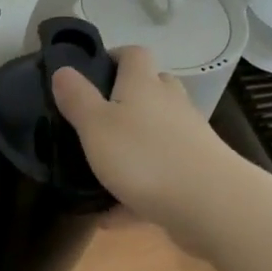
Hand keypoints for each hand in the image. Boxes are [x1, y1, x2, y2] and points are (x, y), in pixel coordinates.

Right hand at [51, 45, 237, 237]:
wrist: (208, 203)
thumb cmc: (143, 157)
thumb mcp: (96, 126)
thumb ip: (77, 98)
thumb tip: (63, 69)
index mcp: (143, 85)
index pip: (133, 54)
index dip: (114, 56)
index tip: (92, 72)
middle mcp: (170, 104)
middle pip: (152, 89)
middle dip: (127, 99)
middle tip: (97, 119)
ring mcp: (189, 138)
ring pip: (158, 133)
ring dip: (134, 145)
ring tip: (103, 168)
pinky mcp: (196, 172)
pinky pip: (161, 175)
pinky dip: (138, 190)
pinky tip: (113, 216)